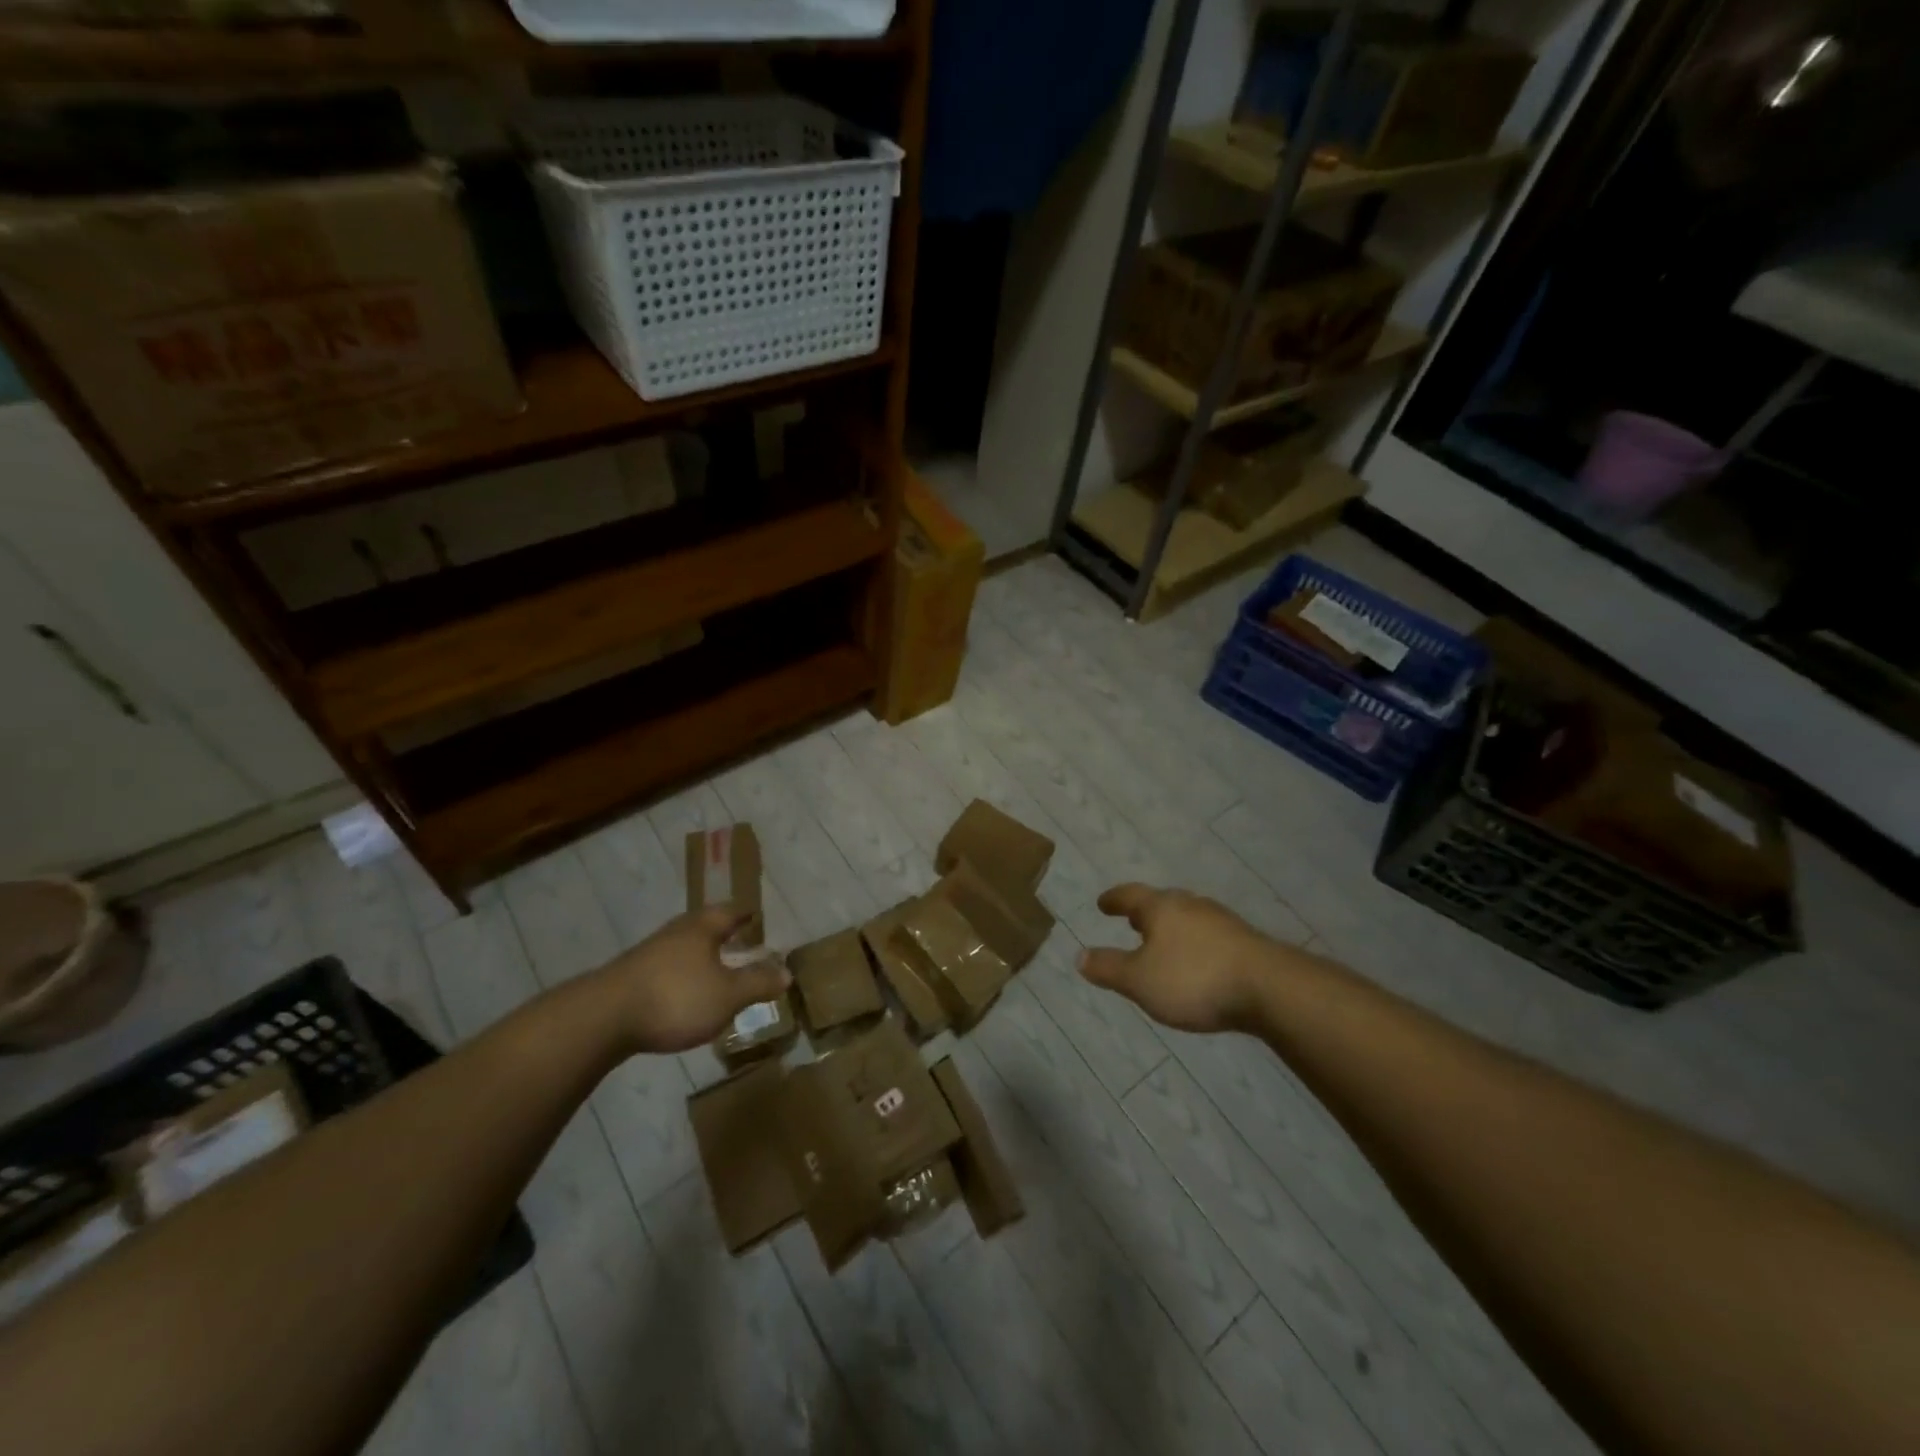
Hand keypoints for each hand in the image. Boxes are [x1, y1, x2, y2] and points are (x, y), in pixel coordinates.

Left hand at [591, 905, 789, 1054]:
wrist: (602, 1018)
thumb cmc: (676, 998)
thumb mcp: (728, 995)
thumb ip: (758, 983)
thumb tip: (787, 973)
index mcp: (702, 927)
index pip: (730, 911)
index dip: (745, 913)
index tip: (756, 914)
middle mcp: (675, 932)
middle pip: (704, 925)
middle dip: (722, 932)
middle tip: (739, 939)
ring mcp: (649, 954)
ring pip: (683, 947)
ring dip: (700, 955)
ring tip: (715, 969)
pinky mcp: (629, 978)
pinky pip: (665, 969)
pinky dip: (681, 975)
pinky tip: (683, 994)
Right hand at [1077, 883, 1279, 1033]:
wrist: (1270, 988)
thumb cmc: (1194, 979)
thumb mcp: (1140, 980)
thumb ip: (1109, 967)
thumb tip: (1079, 955)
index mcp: (1161, 907)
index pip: (1130, 895)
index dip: (1114, 899)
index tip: (1102, 903)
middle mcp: (1191, 905)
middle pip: (1162, 902)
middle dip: (1146, 912)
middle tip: (1132, 921)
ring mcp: (1222, 921)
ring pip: (1188, 917)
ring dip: (1172, 927)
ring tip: (1163, 943)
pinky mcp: (1246, 941)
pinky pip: (1209, 935)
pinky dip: (1195, 943)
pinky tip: (1198, 962)